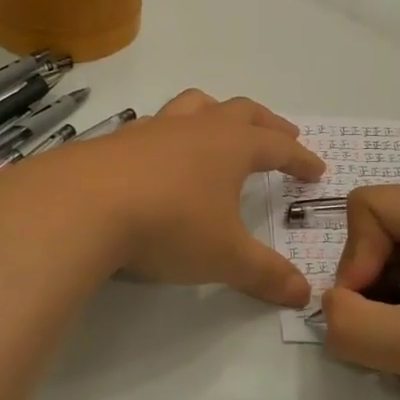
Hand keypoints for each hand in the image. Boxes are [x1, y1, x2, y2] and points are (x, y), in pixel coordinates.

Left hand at [36, 90, 324, 305]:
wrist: (83, 206)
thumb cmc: (169, 225)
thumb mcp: (225, 257)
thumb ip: (266, 274)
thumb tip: (304, 294)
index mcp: (231, 146)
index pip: (278, 145)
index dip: (300, 157)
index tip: (316, 169)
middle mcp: (196, 128)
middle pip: (241, 111)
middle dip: (267, 124)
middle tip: (283, 135)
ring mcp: (154, 129)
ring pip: (195, 105)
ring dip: (217, 114)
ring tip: (221, 129)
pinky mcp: (117, 140)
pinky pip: (155, 126)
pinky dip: (171, 135)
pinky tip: (161, 158)